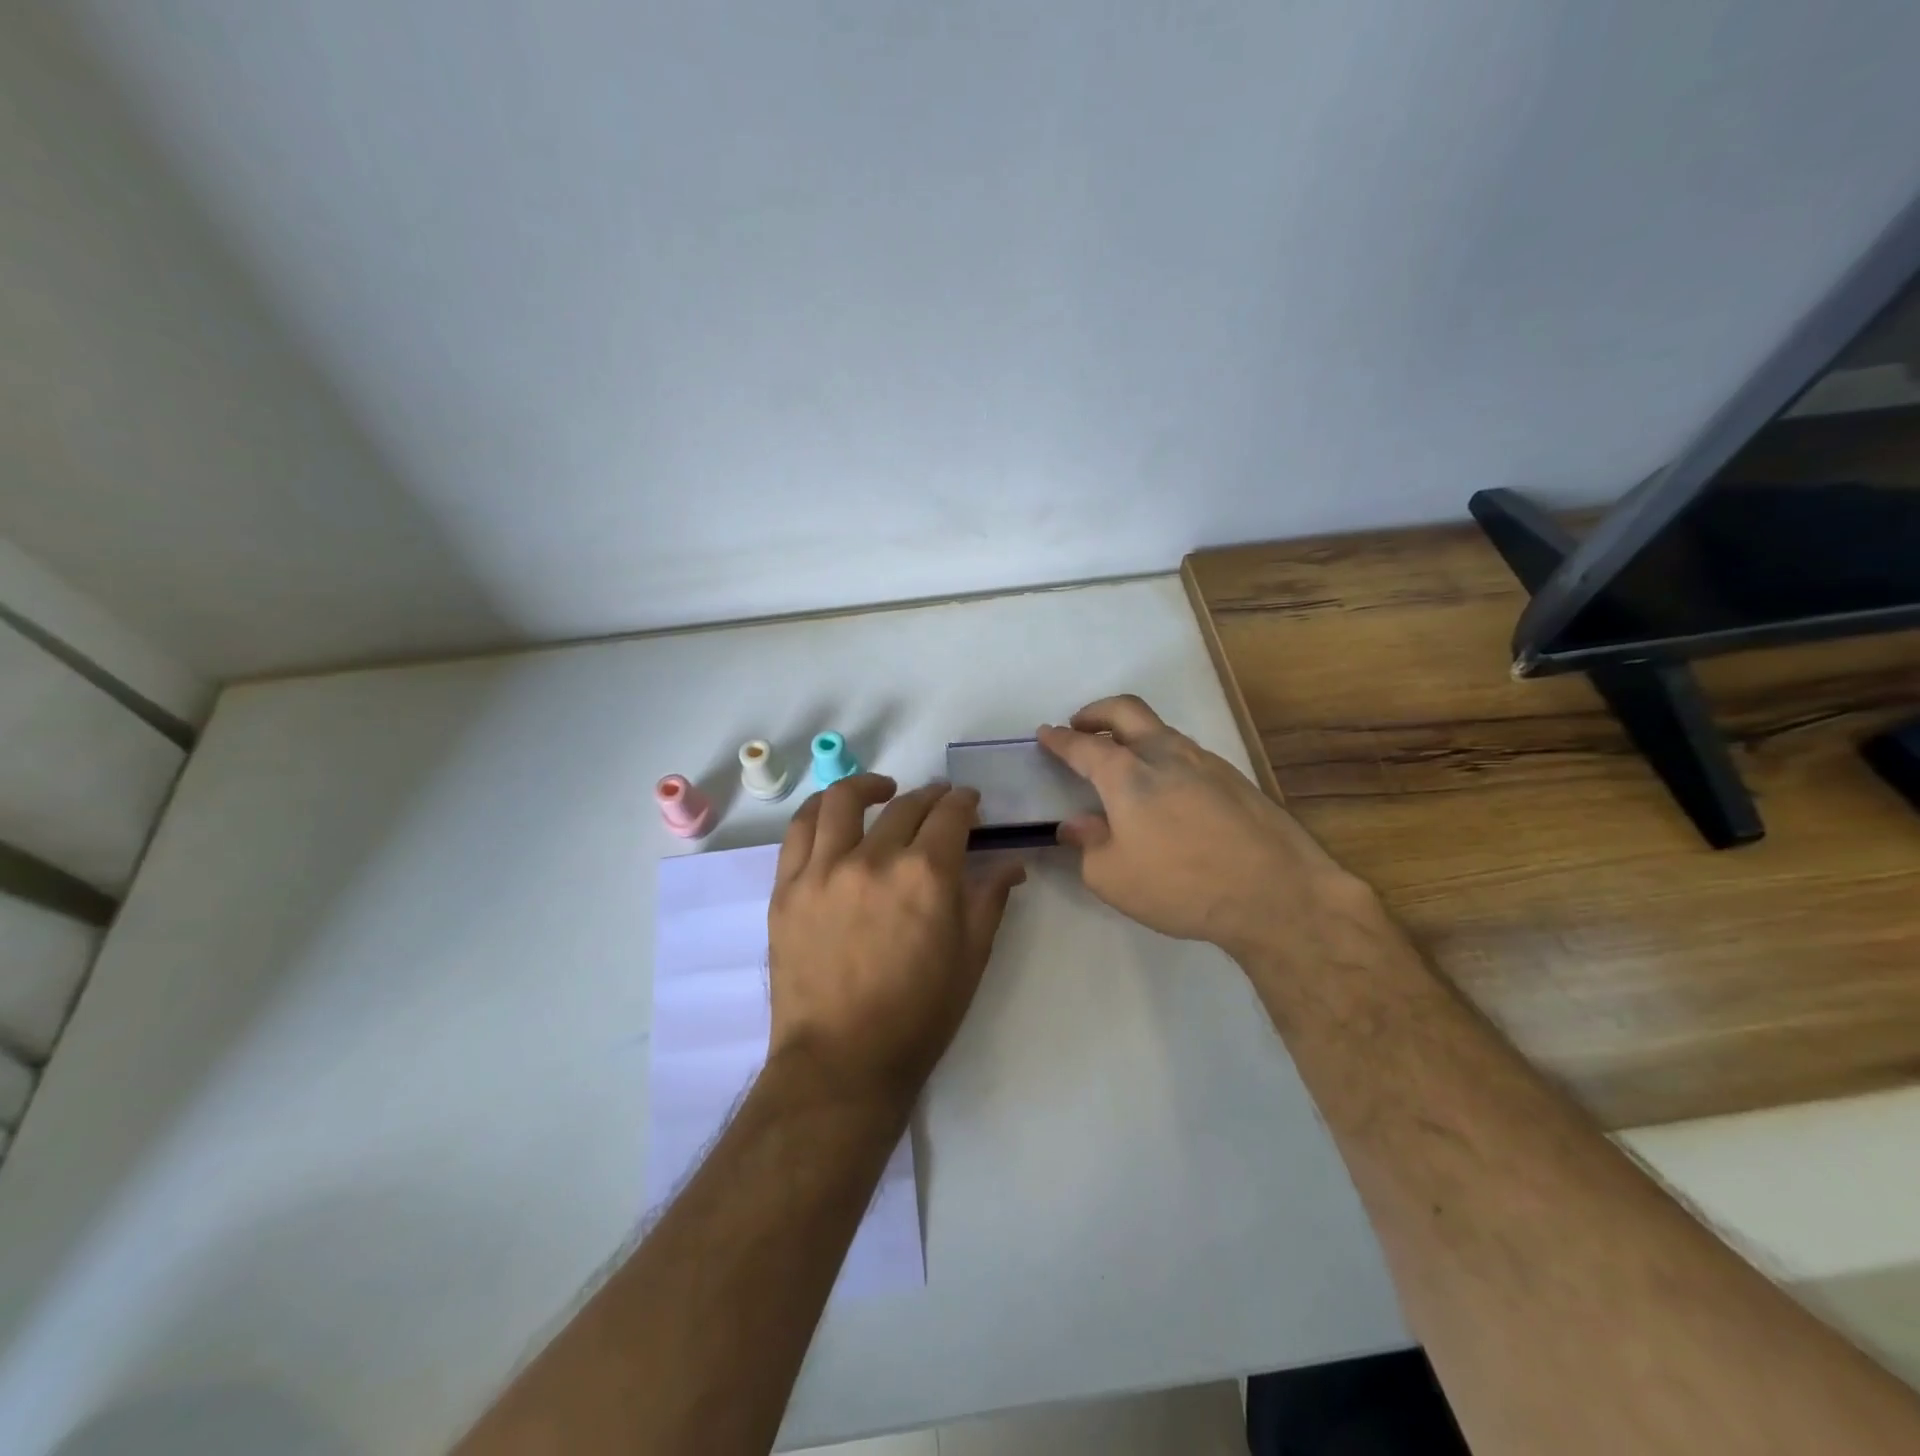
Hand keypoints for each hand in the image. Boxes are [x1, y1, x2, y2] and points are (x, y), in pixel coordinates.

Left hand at [766, 774, 1025, 1107]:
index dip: (964, 802)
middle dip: (931, 797)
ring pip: (843, 801)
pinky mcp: (787, 887)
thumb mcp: (970, 959)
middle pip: (906, 806)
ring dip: (869, 785)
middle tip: (939, 803)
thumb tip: (1012, 863)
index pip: (950, 815)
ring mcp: (823, 869)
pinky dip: (820, 810)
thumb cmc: (918, 1016)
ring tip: (882, 789)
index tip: (969, 802)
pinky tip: (834, 812)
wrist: (842, 1061)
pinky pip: (800, 830)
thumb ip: (989, 899)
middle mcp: (875, 858)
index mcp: (927, 875)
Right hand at [1038, 695, 1366, 959]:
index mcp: (1127, 775)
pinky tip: (1165, 791)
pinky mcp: (1234, 778)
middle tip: (1081, 725)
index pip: (1083, 746)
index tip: (1046, 734)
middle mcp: (1165, 754)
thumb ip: (1088, 845)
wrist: (1277, 893)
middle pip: (1126, 711)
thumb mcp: (1113, 877)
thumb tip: (1076, 824)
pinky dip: (1163, 757)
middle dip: (1097, 712)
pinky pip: (1186, 754)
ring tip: (1122, 761)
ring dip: (1133, 735)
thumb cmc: (1181, 885)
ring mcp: (1205, 761)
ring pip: (1160, 730)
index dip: (1060, 739)